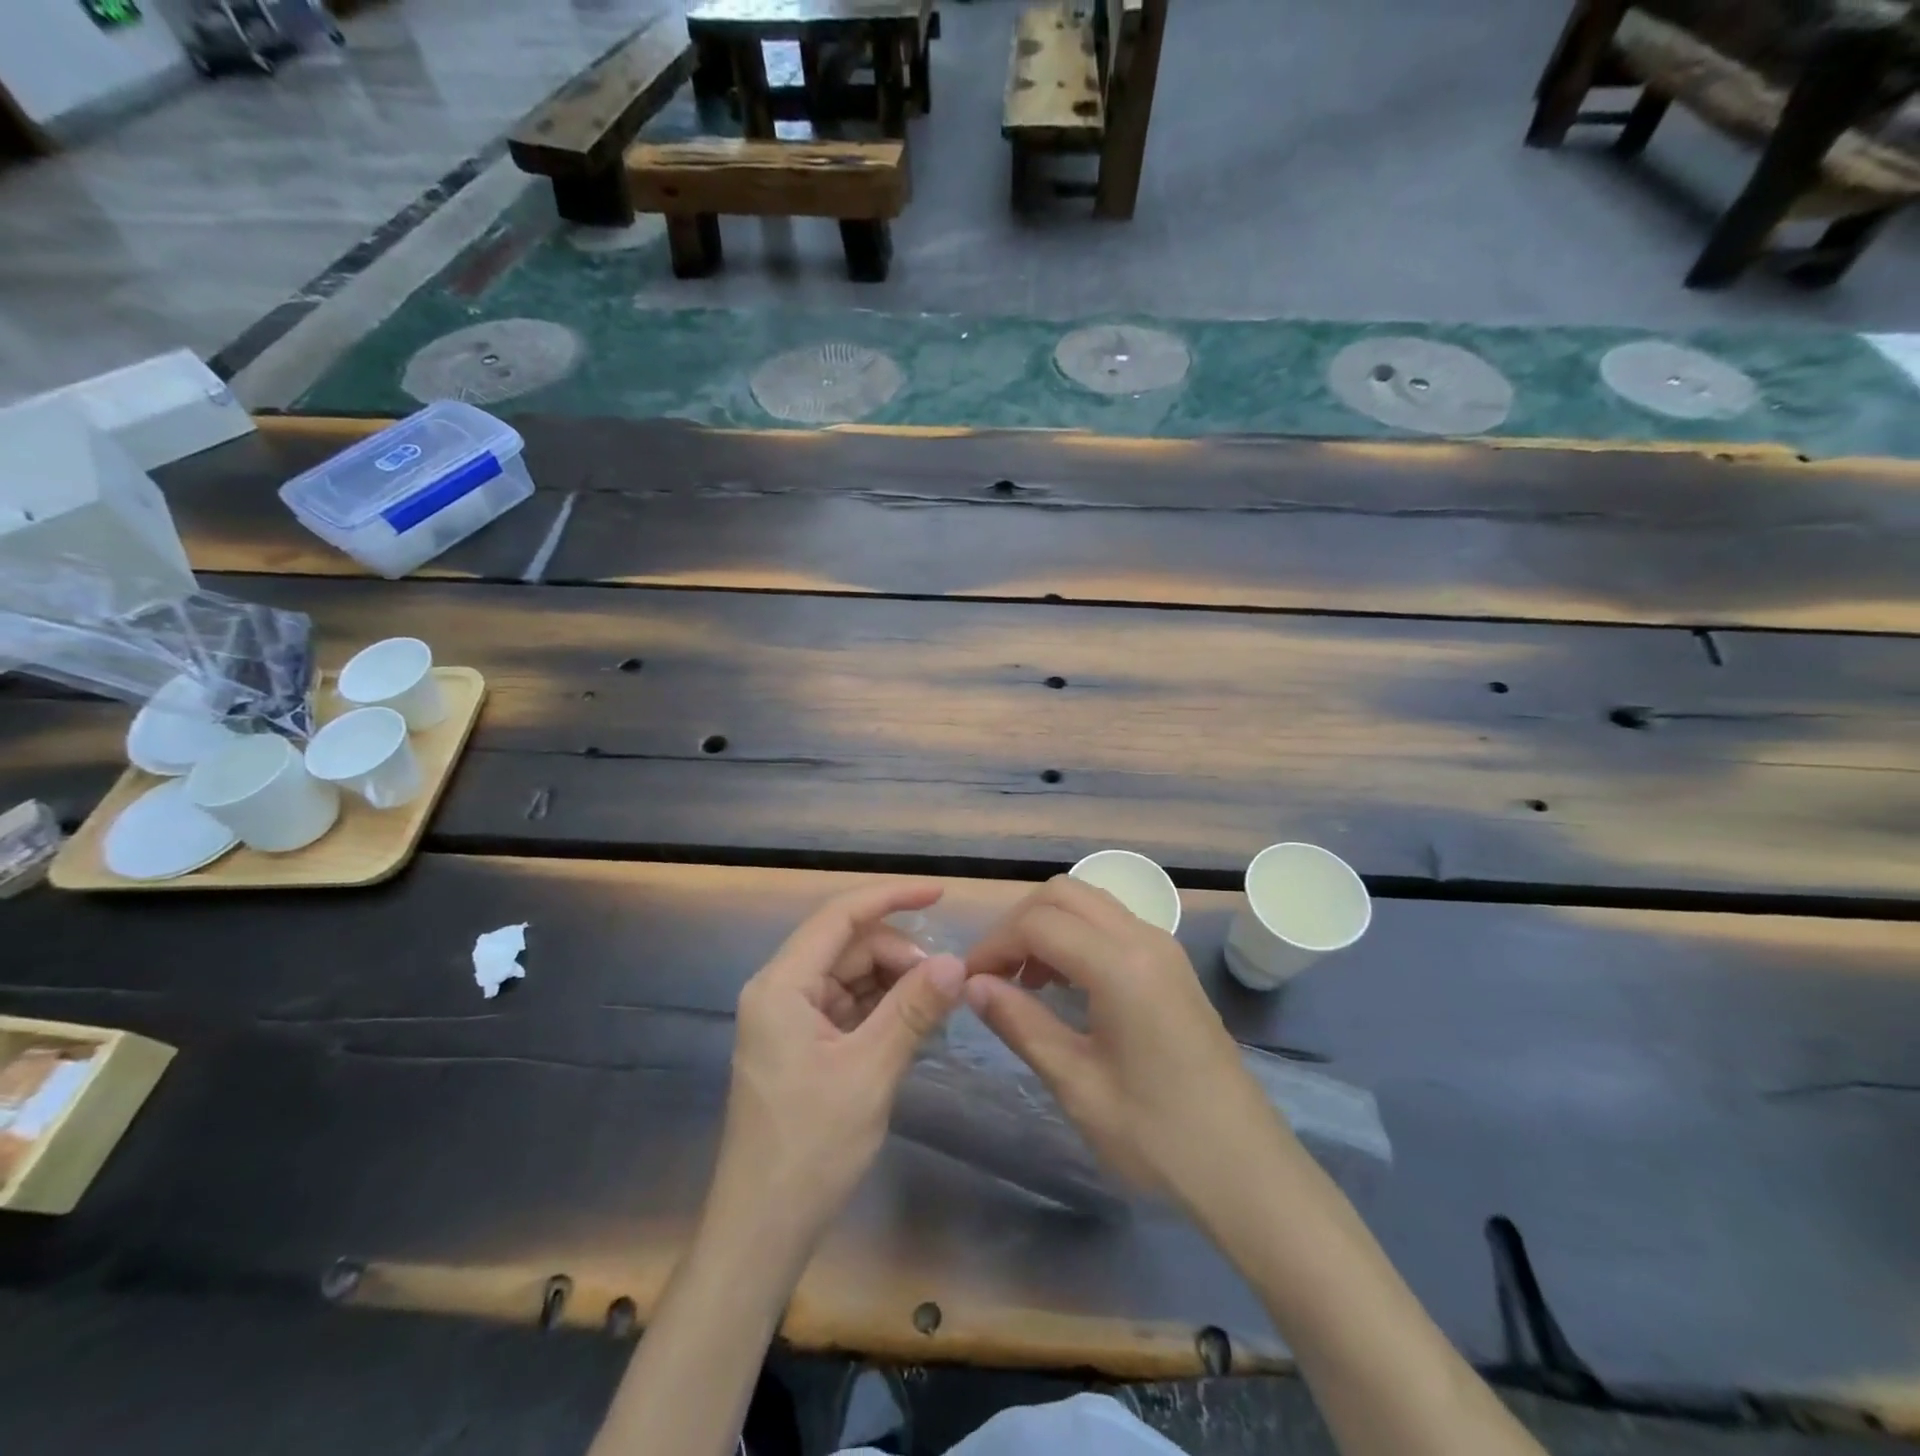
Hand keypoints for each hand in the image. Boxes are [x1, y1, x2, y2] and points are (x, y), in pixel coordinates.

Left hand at [707, 880, 968, 1265]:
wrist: (762, 1231)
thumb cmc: (810, 1149)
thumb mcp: (870, 1072)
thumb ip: (913, 1010)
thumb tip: (956, 962)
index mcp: (782, 986)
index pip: (840, 916)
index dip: (891, 897)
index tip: (940, 892)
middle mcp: (780, 991)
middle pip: (848, 947)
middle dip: (899, 955)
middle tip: (947, 984)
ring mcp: (789, 1019)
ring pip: (851, 976)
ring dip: (894, 983)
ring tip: (937, 1006)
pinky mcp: (801, 1045)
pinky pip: (849, 1007)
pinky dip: (882, 1009)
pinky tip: (914, 1025)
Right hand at [963, 876, 1288, 1210]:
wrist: (1248, 1169)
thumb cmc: (1158, 1136)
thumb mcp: (1077, 1084)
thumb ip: (1021, 1024)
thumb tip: (973, 985)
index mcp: (1120, 965)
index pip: (1038, 923)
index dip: (994, 945)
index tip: (968, 982)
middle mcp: (1144, 938)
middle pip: (1063, 893)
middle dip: (1019, 923)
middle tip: (995, 974)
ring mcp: (1164, 948)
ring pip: (1090, 902)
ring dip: (1048, 925)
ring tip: (1025, 980)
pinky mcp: (1172, 965)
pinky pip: (1112, 924)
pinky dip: (1077, 935)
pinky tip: (1065, 985)